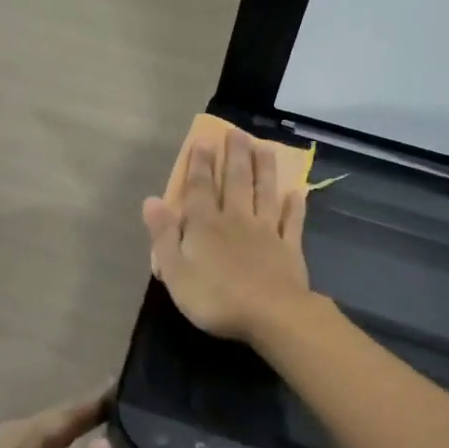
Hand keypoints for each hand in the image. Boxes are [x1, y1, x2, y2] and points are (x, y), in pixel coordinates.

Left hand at [0, 389, 113, 447]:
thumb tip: (107, 443)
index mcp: (19, 437)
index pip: (65, 415)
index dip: (92, 405)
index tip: (120, 390)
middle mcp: (8, 442)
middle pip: (52, 426)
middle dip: (82, 419)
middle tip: (118, 411)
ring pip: (42, 444)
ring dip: (68, 439)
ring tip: (98, 436)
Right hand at [142, 127, 312, 342]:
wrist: (271, 315)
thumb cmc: (215, 297)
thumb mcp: (175, 271)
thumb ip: (163, 235)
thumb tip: (152, 200)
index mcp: (205, 225)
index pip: (199, 188)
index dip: (199, 164)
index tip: (203, 140)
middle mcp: (236, 220)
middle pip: (235, 182)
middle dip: (235, 156)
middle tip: (237, 132)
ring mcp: (266, 232)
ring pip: (264, 193)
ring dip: (264, 170)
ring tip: (265, 147)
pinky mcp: (289, 248)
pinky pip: (292, 222)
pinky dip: (294, 206)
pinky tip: (296, 192)